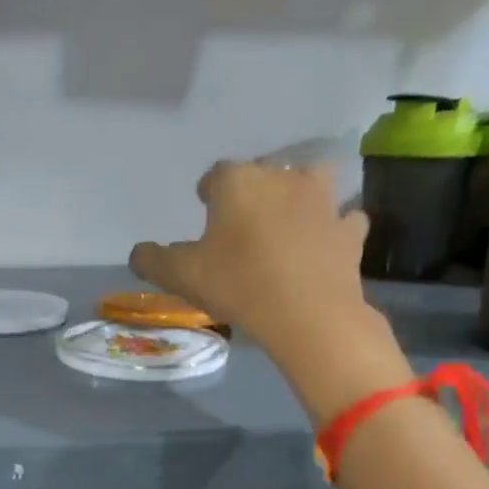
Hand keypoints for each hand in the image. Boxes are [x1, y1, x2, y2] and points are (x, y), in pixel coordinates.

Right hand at [129, 162, 374, 352]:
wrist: (307, 314)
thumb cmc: (237, 284)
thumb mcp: (180, 276)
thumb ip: (153, 260)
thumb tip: (138, 252)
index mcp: (238, 181)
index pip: (217, 174)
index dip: (209, 193)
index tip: (204, 211)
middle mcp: (282, 177)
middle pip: (264, 174)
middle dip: (253, 192)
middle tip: (242, 224)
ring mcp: (323, 201)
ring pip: (311, 183)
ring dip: (299, 196)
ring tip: (287, 224)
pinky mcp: (349, 230)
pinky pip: (342, 220)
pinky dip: (333, 228)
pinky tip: (323, 244)